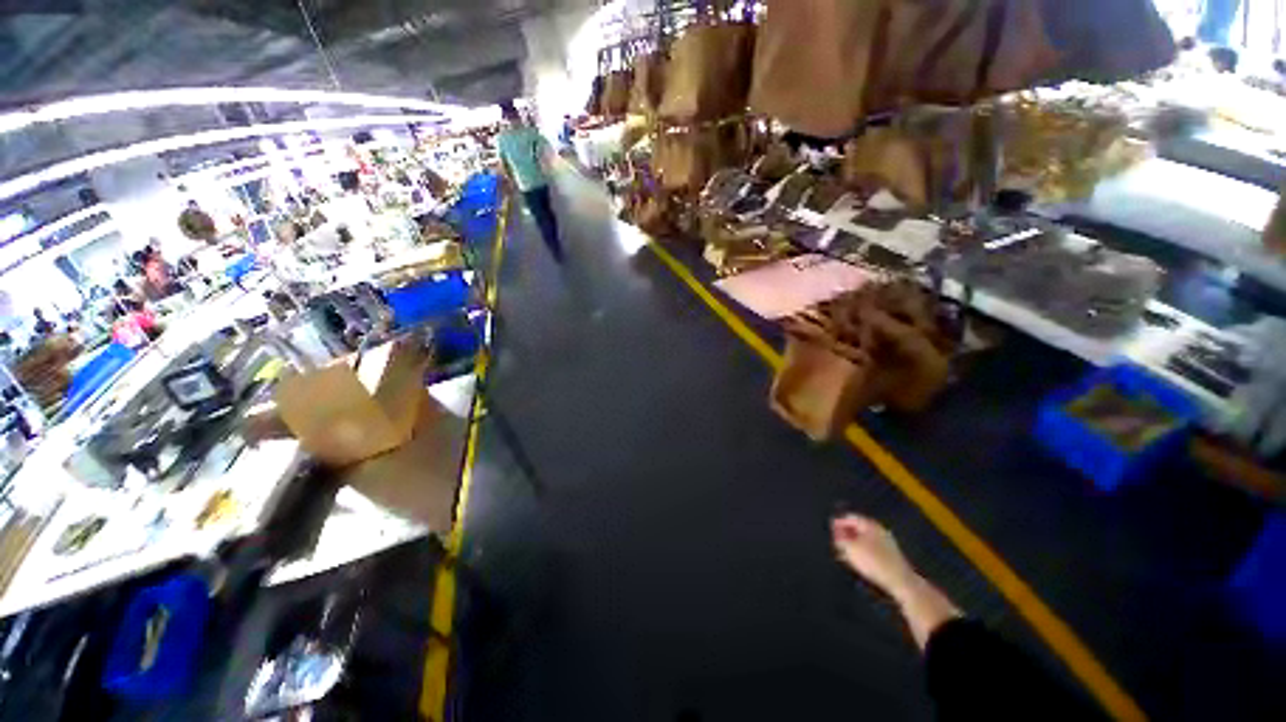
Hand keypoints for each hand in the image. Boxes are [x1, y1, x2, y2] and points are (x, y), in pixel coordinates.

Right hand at [831, 514, 918, 600]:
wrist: (901, 581)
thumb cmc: (873, 561)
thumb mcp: (851, 548)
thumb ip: (841, 537)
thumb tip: (836, 531)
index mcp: (869, 524)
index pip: (850, 517)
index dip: (838, 522)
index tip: (830, 529)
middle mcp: (879, 530)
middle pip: (858, 528)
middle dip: (846, 534)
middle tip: (836, 542)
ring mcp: (886, 542)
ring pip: (864, 539)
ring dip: (853, 544)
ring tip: (844, 553)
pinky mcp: (890, 555)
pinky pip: (871, 548)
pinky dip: (862, 551)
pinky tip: (858, 560)